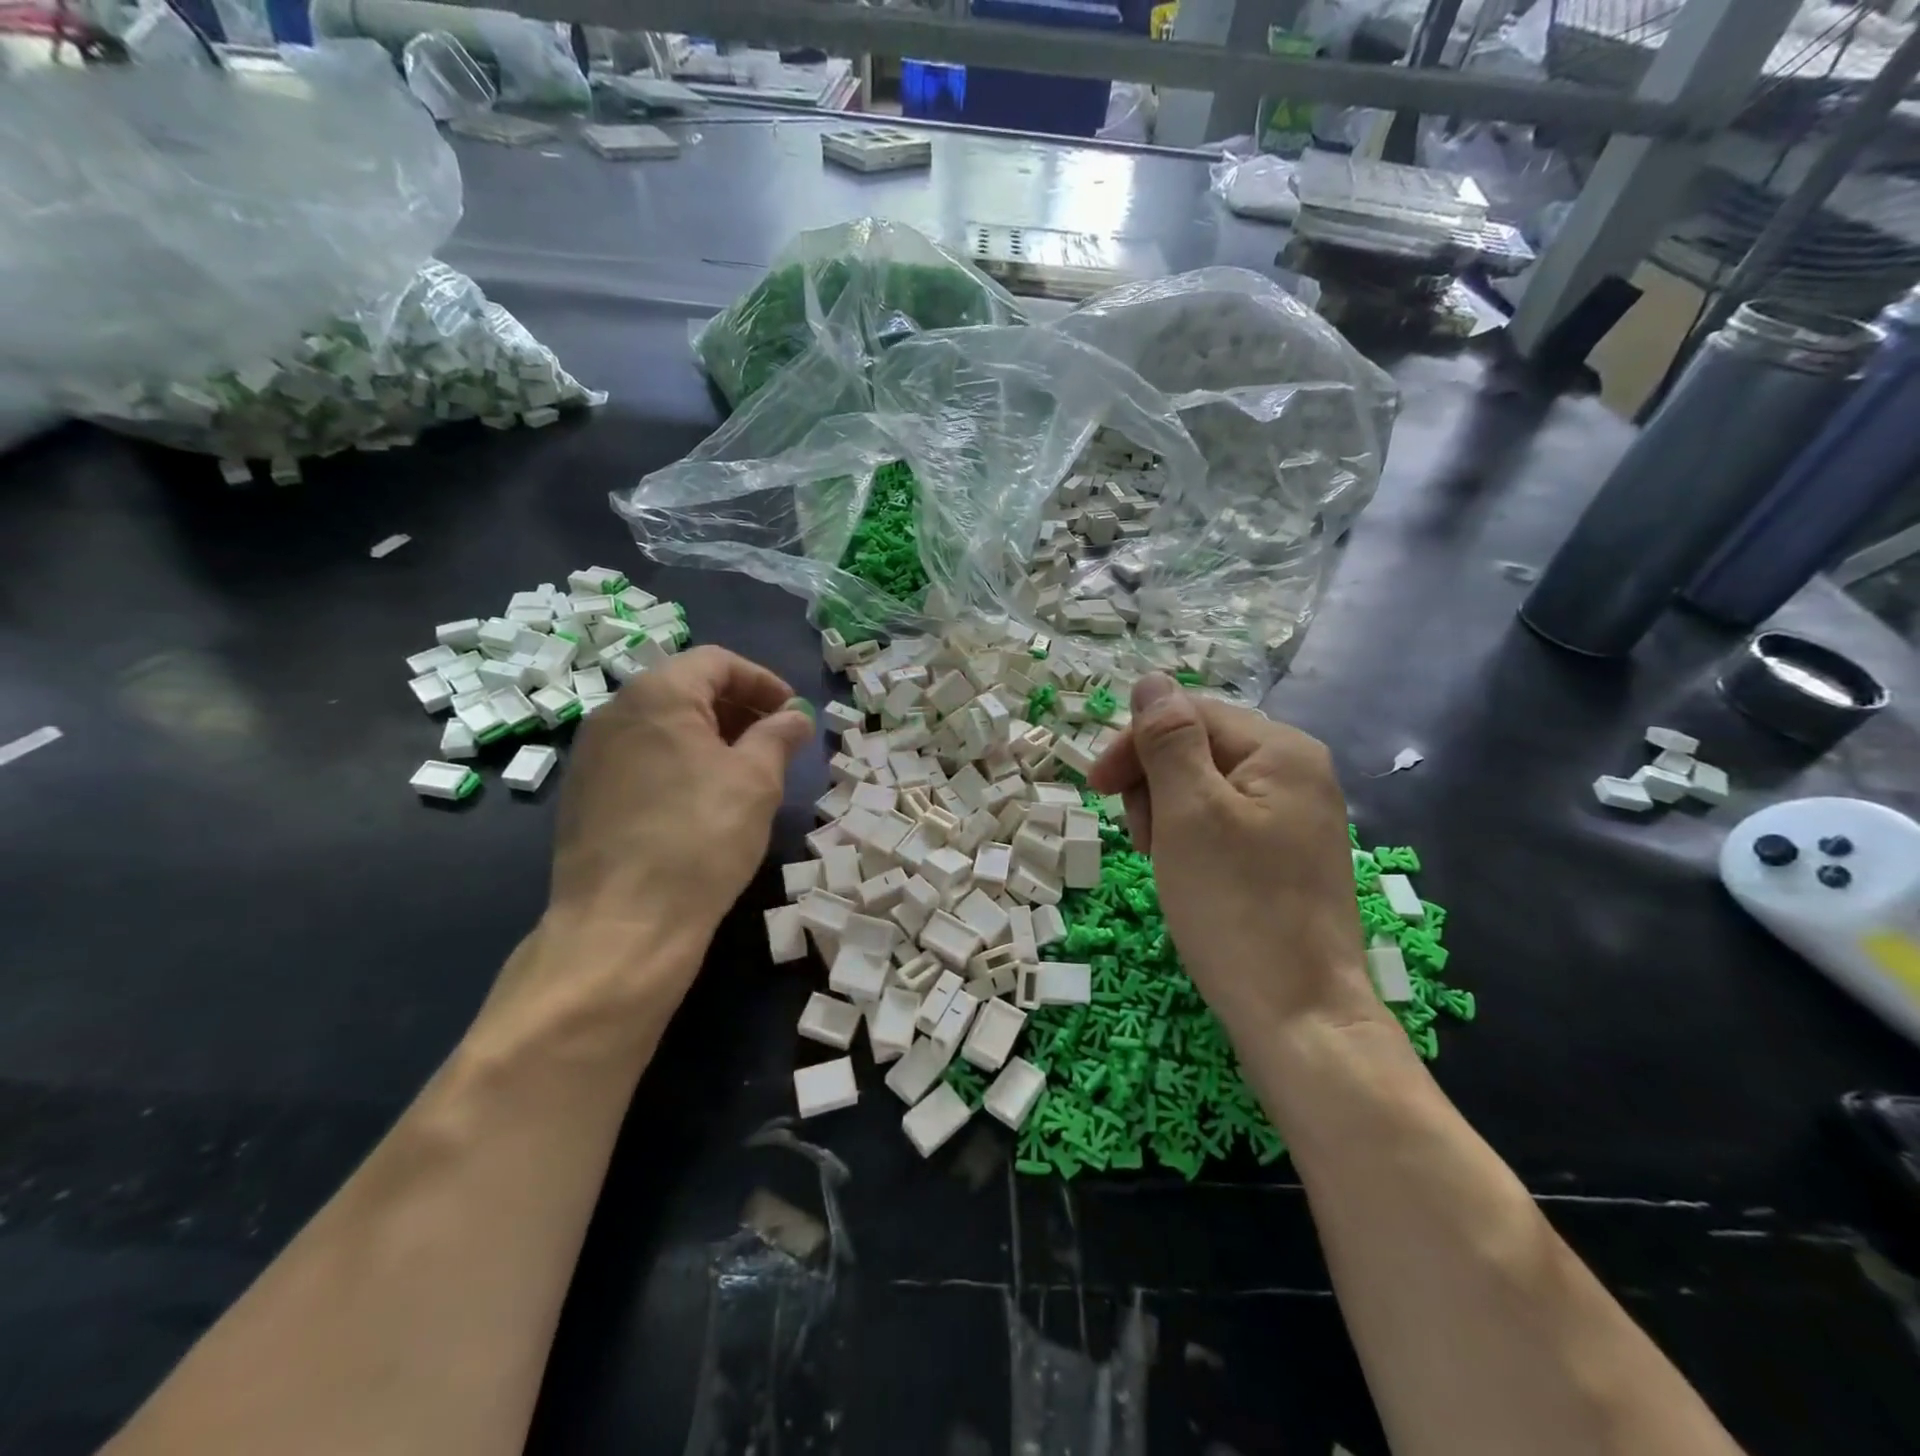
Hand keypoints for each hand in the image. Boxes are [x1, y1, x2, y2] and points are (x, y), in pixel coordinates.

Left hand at [547, 646, 812, 972]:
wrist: (623, 924)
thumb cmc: (701, 838)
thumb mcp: (756, 780)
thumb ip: (779, 735)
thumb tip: (795, 716)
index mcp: (656, 694)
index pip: (717, 662)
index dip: (763, 682)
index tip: (793, 715)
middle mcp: (614, 712)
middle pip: (686, 688)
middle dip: (739, 708)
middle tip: (776, 742)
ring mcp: (591, 754)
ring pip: (662, 725)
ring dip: (711, 736)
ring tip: (746, 772)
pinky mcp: (583, 794)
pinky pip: (641, 757)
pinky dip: (679, 762)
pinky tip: (702, 801)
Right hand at [1088, 675, 1377, 1035]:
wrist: (1299, 1016)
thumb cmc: (1236, 906)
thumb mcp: (1189, 812)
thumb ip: (1169, 739)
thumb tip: (1151, 679)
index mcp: (1281, 750)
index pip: (1189, 714)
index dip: (1136, 744)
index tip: (1096, 789)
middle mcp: (1297, 772)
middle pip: (1198, 748)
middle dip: (1155, 785)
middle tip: (1145, 839)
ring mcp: (1296, 817)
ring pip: (1205, 789)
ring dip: (1168, 816)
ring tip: (1165, 863)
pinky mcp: (1287, 857)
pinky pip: (1223, 825)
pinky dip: (1191, 841)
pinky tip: (1186, 876)